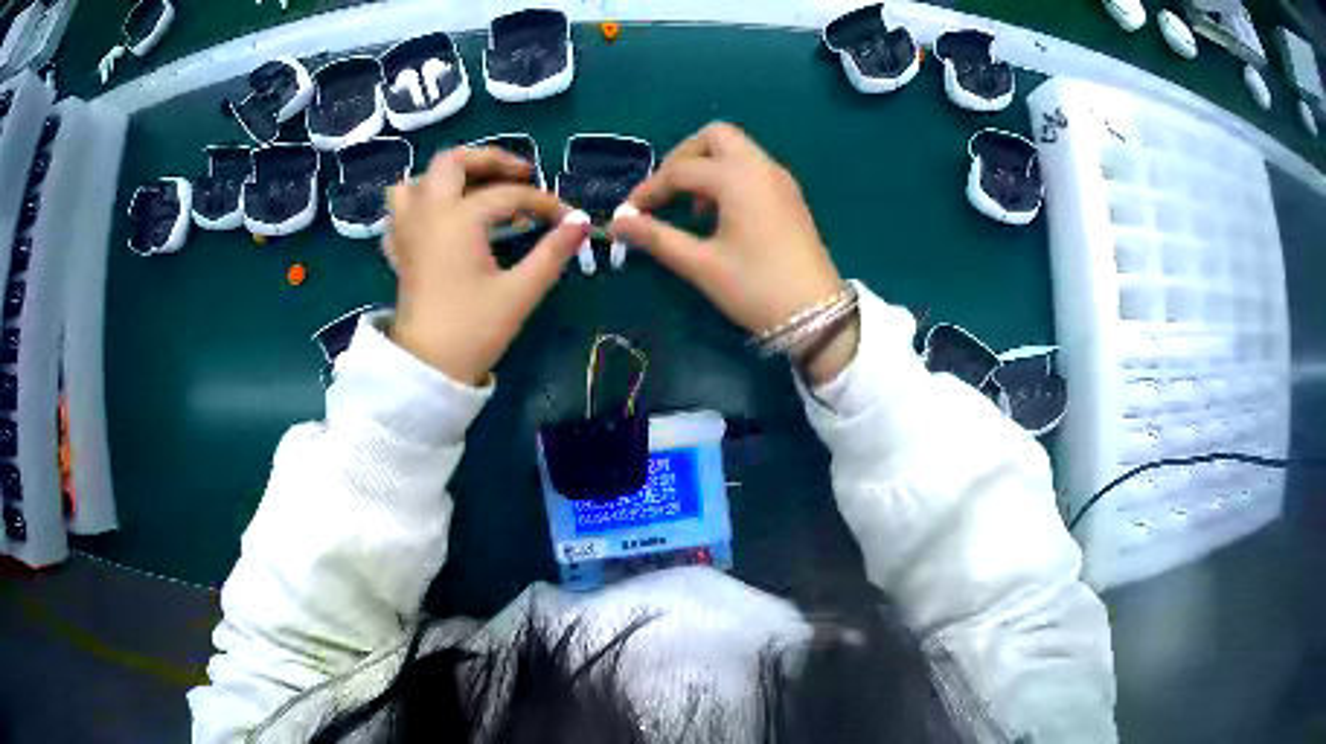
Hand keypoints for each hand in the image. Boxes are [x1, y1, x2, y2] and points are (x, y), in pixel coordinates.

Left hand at [386, 148, 589, 384]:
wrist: (427, 368)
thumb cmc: (474, 329)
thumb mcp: (520, 291)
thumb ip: (553, 251)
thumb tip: (581, 221)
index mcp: (458, 219)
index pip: (508, 195)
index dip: (542, 202)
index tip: (566, 216)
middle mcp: (429, 213)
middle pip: (452, 162)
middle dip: (489, 159)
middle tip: (519, 175)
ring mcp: (408, 229)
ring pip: (417, 179)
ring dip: (446, 176)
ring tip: (474, 188)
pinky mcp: (399, 250)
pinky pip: (399, 210)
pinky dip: (419, 202)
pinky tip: (438, 215)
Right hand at [609, 123, 857, 384]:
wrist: (818, 314)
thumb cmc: (756, 287)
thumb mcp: (701, 264)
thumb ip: (656, 237)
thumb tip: (616, 223)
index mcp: (738, 177)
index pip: (680, 170)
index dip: (648, 191)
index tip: (627, 215)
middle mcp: (760, 166)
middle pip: (714, 137)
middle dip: (683, 158)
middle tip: (665, 193)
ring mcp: (779, 179)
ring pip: (736, 149)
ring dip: (706, 166)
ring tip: (691, 208)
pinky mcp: (789, 195)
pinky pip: (752, 167)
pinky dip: (728, 176)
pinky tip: (720, 214)